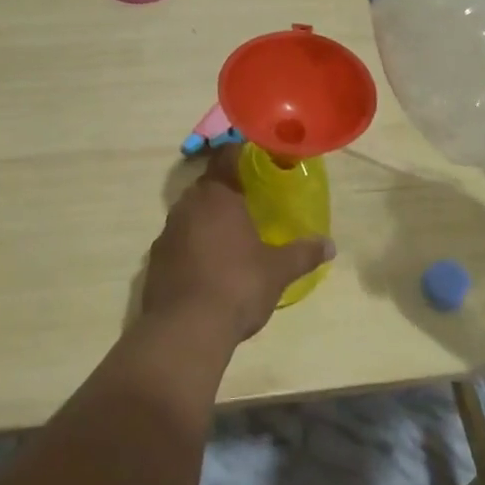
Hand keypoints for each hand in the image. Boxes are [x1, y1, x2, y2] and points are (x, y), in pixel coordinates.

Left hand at [143, 144, 334, 344]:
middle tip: (251, 200)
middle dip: (226, 190)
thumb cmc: (236, 286)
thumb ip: (303, 254)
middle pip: (207, 186)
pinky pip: (179, 241)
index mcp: (216, 195)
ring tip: (232, 235)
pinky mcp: (155, 260)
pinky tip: (209, 265)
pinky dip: (193, 245)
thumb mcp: (278, 271)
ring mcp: (166, 233)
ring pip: (190, 214)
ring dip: (208, 219)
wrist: (184, 330)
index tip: (256, 159)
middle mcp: (186, 205)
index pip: (225, 157)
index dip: (240, 154)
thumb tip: (330, 245)